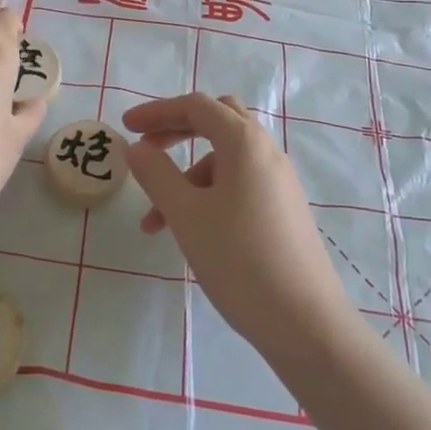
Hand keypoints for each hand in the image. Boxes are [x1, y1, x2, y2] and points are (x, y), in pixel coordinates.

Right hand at [124, 94, 356, 360]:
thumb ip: (156, 174)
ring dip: (187, 176)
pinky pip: (239, 183)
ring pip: (225, 159)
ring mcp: (279, 182)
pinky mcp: (283, 209)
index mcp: (244, 143)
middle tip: (146, 151)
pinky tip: (192, 232)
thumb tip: (137, 148)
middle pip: (217, 121)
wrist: (305, 323)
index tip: (125, 128)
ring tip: (158, 222)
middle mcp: (266, 152)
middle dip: (176, 131)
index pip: (196, 106)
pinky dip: (209, 194)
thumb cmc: (239, 260)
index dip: (157, 112)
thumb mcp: (186, 215)